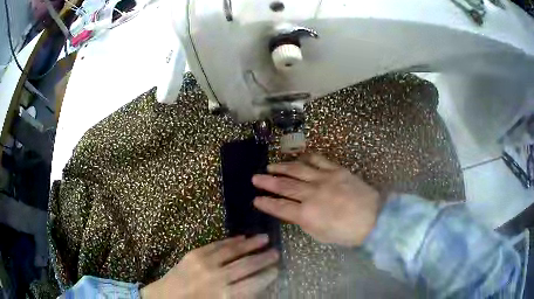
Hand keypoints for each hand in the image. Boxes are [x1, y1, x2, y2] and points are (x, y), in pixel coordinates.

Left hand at [141, 235, 278, 298]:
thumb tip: (257, 285)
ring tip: (265, 238)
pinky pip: (216, 245)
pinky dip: (231, 241)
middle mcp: (217, 278)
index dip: (267, 275)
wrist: (165, 297)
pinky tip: (242, 237)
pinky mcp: (194, 254)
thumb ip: (239, 296)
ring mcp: (204, 263)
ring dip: (251, 244)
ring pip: (233, 251)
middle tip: (277, 252)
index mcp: (224, 295)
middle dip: (264, 258)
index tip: (277, 269)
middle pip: (246, 265)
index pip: (253, 283)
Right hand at [252, 154, 381, 246]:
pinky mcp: (336, 170)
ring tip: (270, 166)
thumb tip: (295, 212)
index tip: (256, 199)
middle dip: (266, 182)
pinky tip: (299, 157)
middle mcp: (311, 194)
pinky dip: (306, 158)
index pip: (279, 207)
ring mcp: (324, 179)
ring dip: (281, 167)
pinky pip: (318, 160)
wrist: (373, 218)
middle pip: (283, 186)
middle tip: (255, 177)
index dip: (266, 203)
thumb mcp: (321, 234)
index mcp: (306, 214)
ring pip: (297, 170)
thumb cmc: (347, 233)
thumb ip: (305, 221)